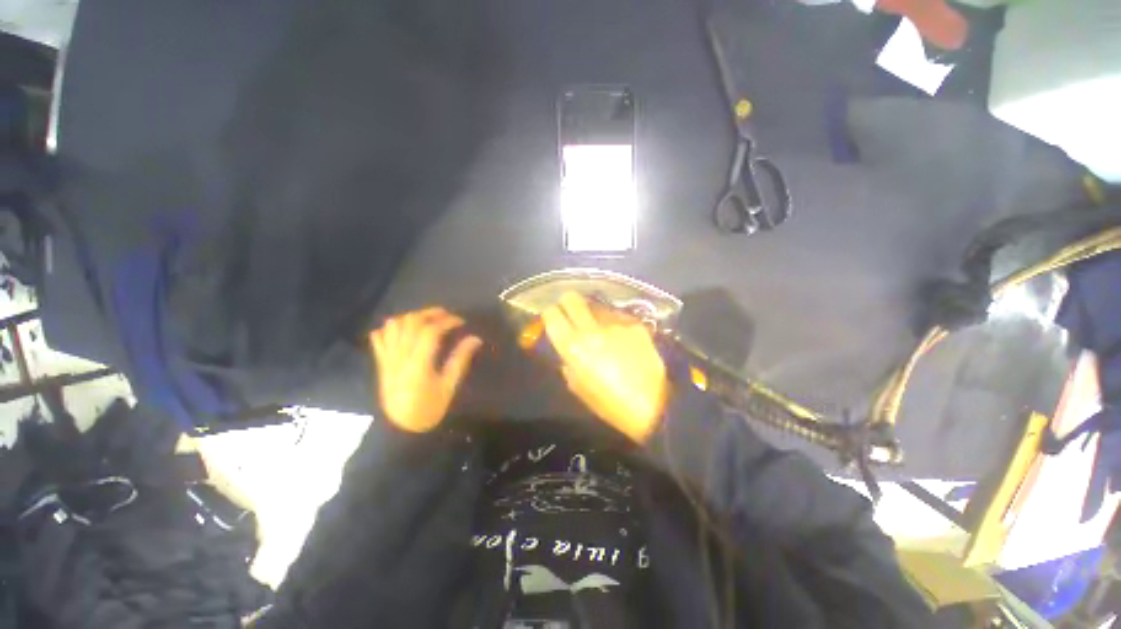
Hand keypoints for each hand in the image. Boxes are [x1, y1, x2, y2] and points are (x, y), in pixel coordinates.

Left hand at [370, 308, 482, 432]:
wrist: (400, 428)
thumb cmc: (428, 408)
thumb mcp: (449, 387)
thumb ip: (460, 360)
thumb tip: (475, 339)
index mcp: (418, 363)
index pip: (430, 331)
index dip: (447, 321)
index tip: (461, 321)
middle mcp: (400, 356)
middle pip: (411, 322)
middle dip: (430, 313)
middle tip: (446, 316)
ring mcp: (387, 358)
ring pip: (394, 325)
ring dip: (412, 317)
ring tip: (427, 321)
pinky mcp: (381, 361)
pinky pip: (379, 337)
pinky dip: (391, 328)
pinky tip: (405, 331)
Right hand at [542, 292, 668, 442]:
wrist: (655, 405)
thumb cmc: (611, 404)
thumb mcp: (579, 388)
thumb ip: (568, 364)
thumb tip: (567, 352)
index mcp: (573, 347)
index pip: (551, 315)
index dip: (549, 314)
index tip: (552, 318)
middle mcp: (591, 329)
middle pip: (572, 299)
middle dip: (568, 302)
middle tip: (571, 311)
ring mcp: (615, 323)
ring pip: (596, 305)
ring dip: (593, 313)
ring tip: (600, 327)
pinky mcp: (635, 324)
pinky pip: (618, 317)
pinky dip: (614, 323)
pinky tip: (621, 336)